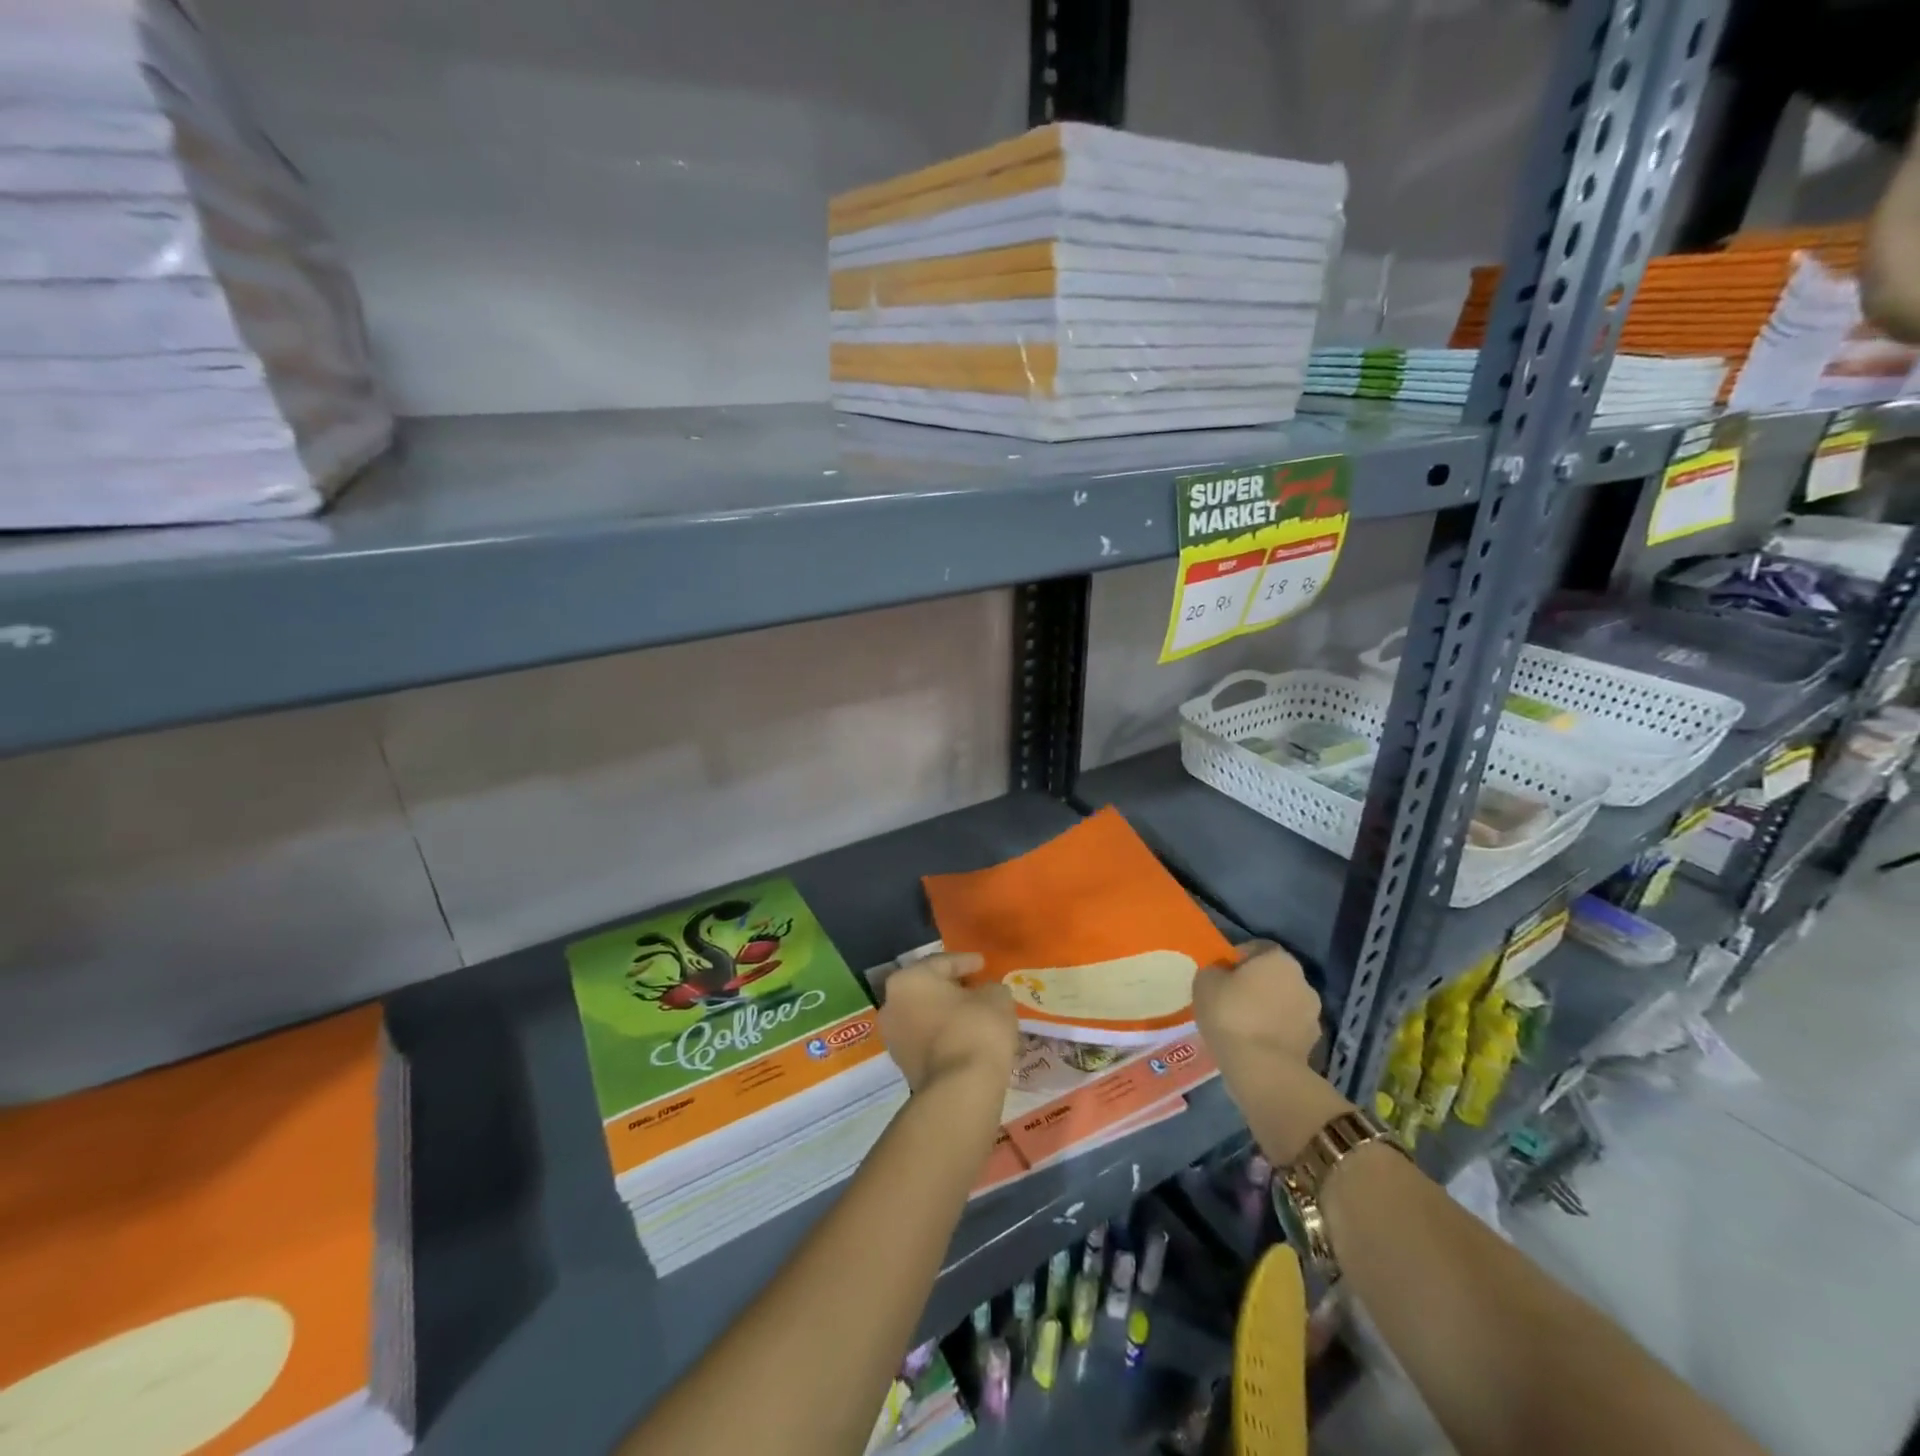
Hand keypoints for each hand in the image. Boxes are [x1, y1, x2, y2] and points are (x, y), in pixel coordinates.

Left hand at [877, 953, 1018, 1094]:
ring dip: (948, 1014)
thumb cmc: (975, 1028)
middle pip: (928, 989)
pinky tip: (967, 1037)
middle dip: (952, 988)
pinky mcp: (904, 1066)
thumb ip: (990, 988)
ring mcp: (894, 1038)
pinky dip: (945, 1035)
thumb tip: (986, 994)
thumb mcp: (995, 997)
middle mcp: (892, 1005)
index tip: (983, 964)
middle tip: (977, 987)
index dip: (965, 962)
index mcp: (908, 980)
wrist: (960, 1089)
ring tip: (975, 1014)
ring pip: (925, 1016)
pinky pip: (927, 1040)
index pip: (941, 963)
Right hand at [1191, 940, 1322, 1072]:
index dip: (1238, 959)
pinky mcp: (1312, 1046)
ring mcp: (1312, 1016)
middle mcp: (1303, 982)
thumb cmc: (1230, 1014)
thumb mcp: (1205, 982)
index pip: (1258, 948)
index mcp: (1279, 959)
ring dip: (1267, 1011)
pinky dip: (1273, 1034)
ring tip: (1241, 1026)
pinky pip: (1287, 1031)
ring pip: (1283, 1005)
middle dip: (1255, 985)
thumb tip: (1222, 975)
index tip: (1221, 974)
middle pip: (1274, 977)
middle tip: (1230, 999)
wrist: (1262, 1069)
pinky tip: (1253, 1045)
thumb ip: (1214, 971)